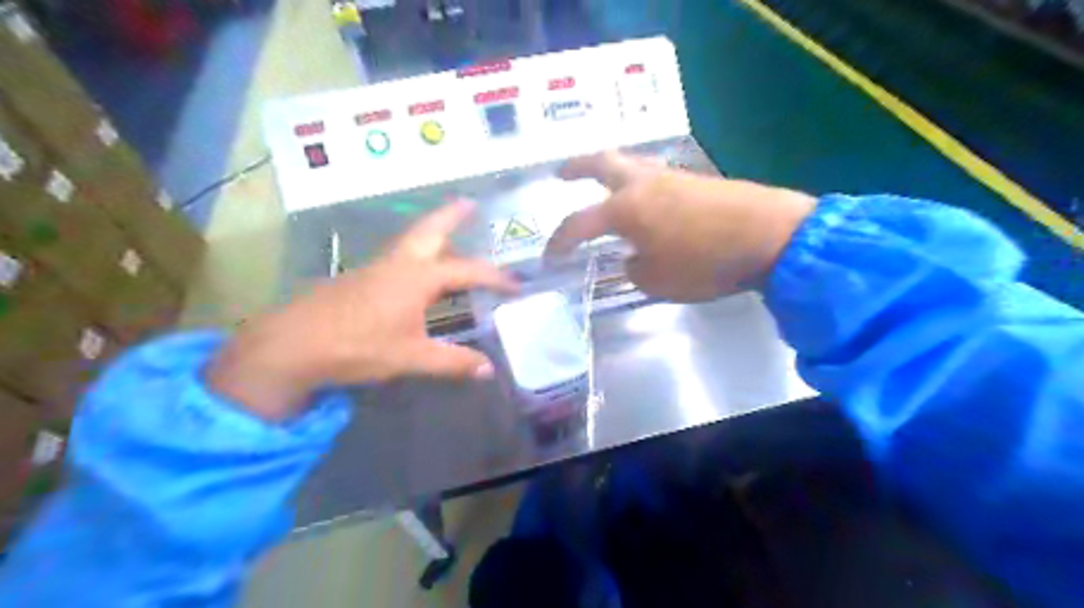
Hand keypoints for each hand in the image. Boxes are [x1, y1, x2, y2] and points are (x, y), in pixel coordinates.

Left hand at [210, 201, 520, 420]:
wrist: (293, 344)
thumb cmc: (358, 346)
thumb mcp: (411, 357)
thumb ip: (452, 362)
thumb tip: (488, 370)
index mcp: (418, 278)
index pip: (467, 271)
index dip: (494, 278)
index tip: (516, 285)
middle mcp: (399, 264)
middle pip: (430, 230)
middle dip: (452, 215)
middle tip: (470, 202)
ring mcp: (375, 268)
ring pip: (411, 241)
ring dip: (432, 232)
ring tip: (449, 232)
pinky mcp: (359, 279)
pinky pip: (397, 257)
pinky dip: (415, 252)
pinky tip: (415, 270)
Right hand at [551, 151, 812, 299]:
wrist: (770, 236)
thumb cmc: (705, 263)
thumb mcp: (658, 281)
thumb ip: (635, 269)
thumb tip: (633, 258)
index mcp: (625, 209)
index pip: (578, 224)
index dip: (559, 242)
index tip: (550, 258)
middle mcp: (642, 184)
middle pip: (600, 163)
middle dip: (575, 168)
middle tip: (560, 175)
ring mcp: (671, 177)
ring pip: (630, 165)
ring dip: (609, 173)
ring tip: (602, 189)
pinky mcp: (695, 181)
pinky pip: (655, 177)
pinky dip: (638, 186)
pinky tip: (645, 205)